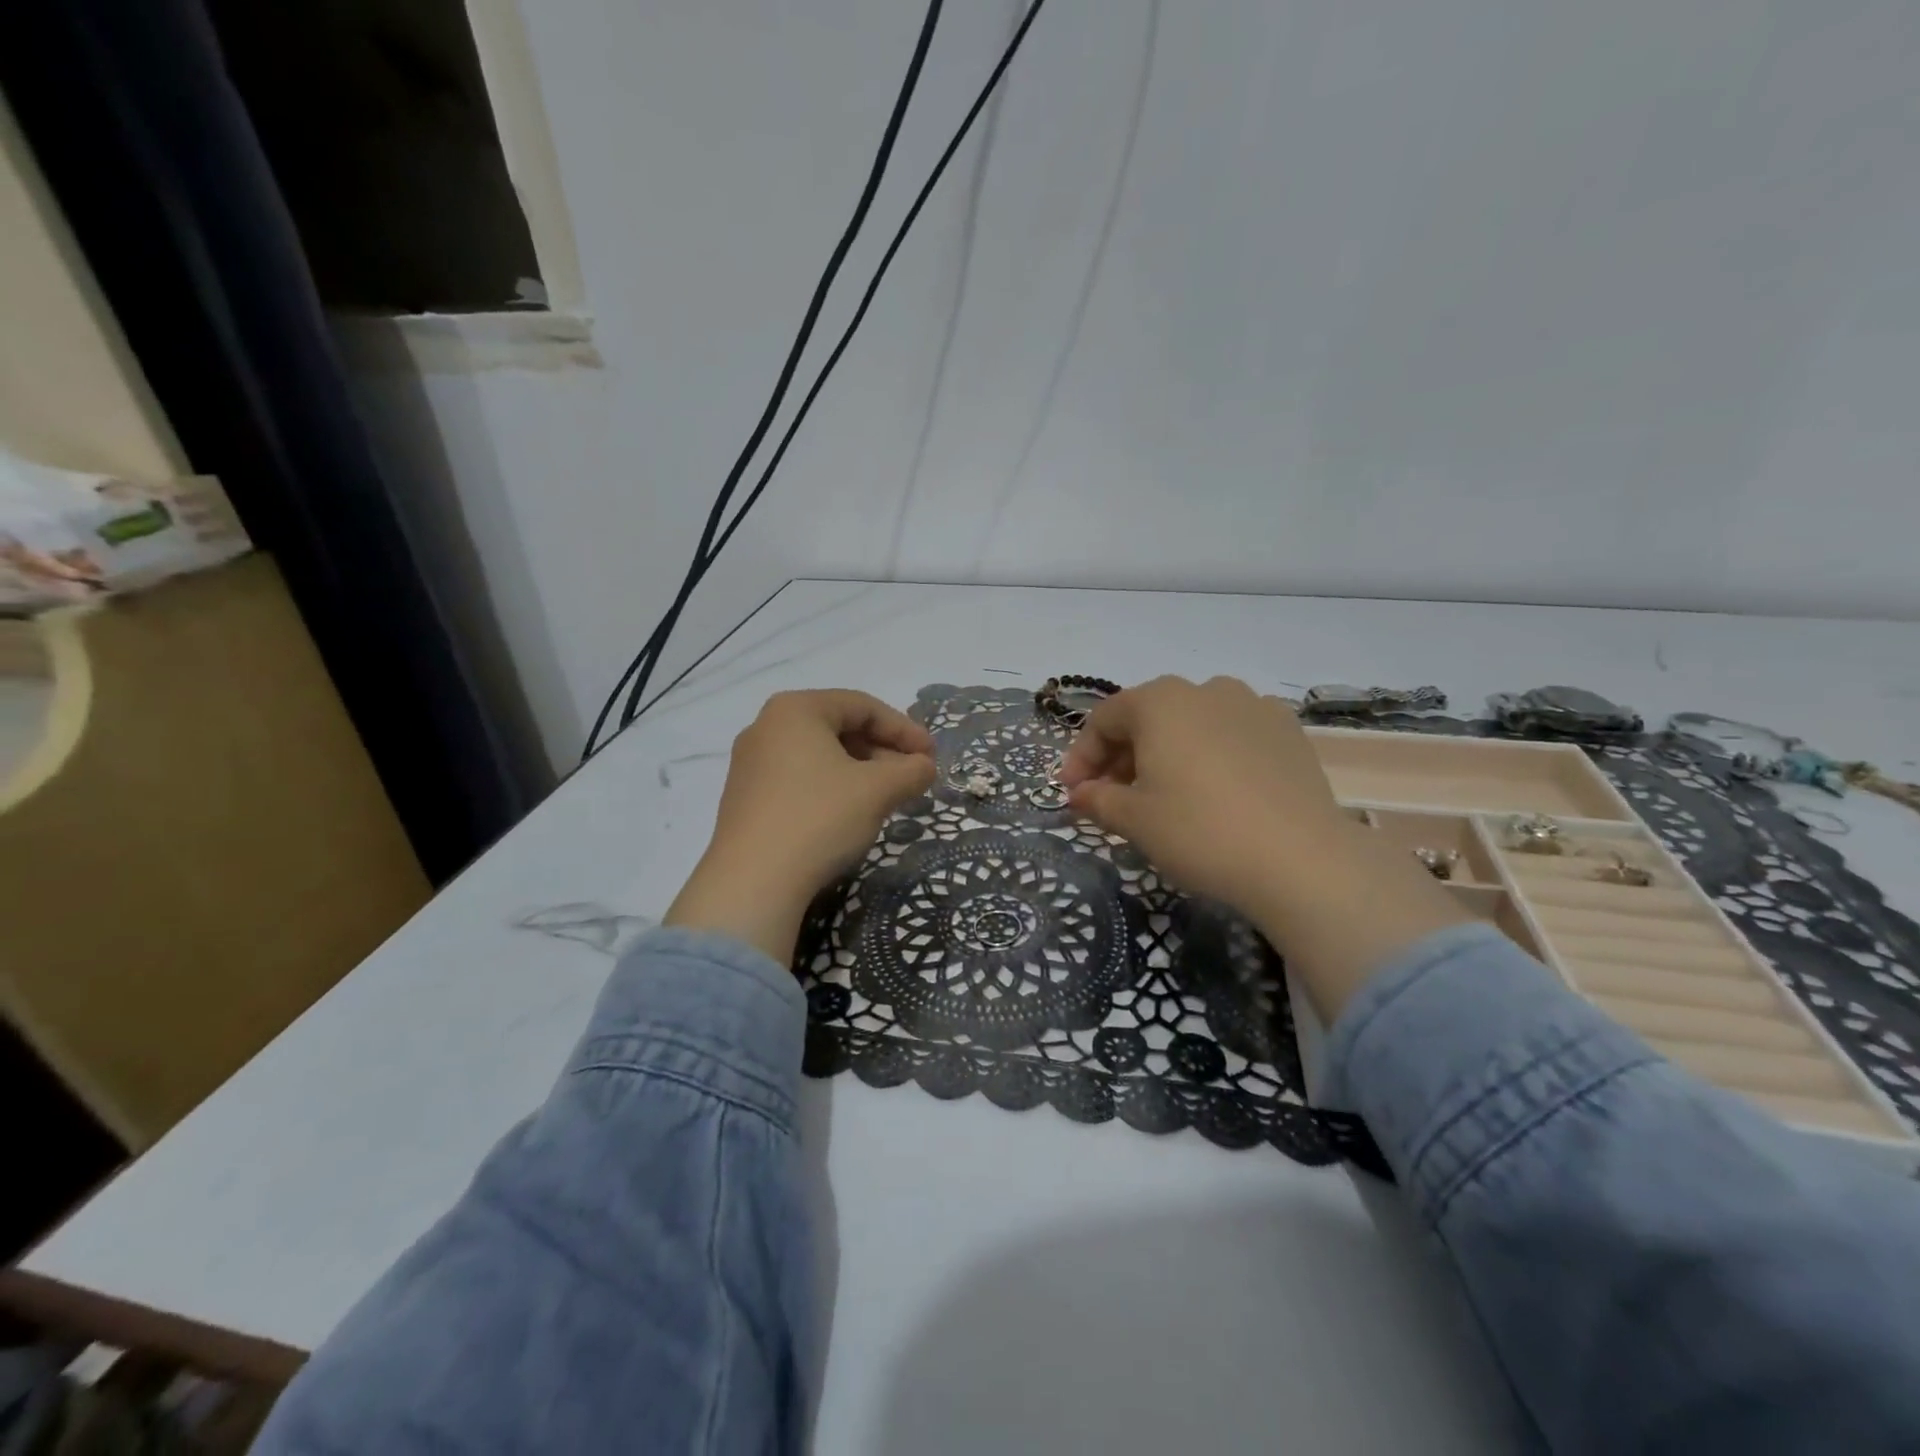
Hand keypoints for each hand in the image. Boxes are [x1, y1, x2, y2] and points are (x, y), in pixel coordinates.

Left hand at [666, 690, 934, 961]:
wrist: (753, 882)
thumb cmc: (819, 818)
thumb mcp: (878, 790)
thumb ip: (911, 771)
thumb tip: (924, 767)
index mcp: (796, 709)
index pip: (863, 706)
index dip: (904, 729)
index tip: (931, 757)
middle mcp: (766, 726)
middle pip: (839, 728)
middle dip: (882, 751)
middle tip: (912, 778)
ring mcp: (750, 763)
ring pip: (819, 756)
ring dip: (860, 772)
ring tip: (886, 798)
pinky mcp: (745, 798)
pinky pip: (798, 779)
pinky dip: (832, 788)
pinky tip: (849, 815)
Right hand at [1059, 676, 1466, 1019]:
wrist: (1301, 861)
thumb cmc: (1200, 832)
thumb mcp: (1134, 820)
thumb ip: (1097, 799)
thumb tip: (1080, 793)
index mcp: (1160, 700)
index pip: (1104, 720)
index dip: (1081, 757)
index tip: (1072, 793)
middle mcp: (1206, 689)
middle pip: (1148, 717)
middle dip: (1121, 756)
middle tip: (1111, 798)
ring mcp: (1253, 706)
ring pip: (1191, 724)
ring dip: (1166, 754)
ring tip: (1162, 795)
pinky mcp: (1287, 731)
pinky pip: (1231, 735)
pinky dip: (1209, 756)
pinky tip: (1212, 792)